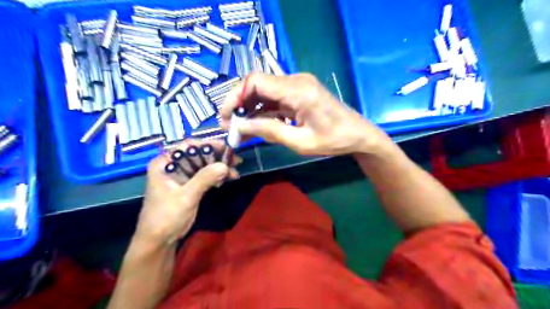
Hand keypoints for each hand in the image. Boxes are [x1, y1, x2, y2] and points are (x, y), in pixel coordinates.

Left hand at [135, 139, 238, 242]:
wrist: (159, 240)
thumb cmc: (166, 216)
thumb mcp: (186, 196)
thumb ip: (204, 178)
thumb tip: (225, 165)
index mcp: (165, 163)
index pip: (188, 146)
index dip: (208, 145)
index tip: (226, 148)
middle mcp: (173, 165)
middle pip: (198, 155)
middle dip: (217, 157)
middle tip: (235, 160)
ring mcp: (181, 176)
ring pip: (204, 165)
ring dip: (219, 167)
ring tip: (234, 172)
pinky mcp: (189, 185)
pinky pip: (205, 175)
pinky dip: (216, 176)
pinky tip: (228, 178)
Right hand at [217, 73, 392, 155]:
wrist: (358, 135)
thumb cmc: (334, 140)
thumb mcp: (300, 141)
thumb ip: (269, 131)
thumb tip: (239, 127)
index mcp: (297, 90)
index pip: (255, 82)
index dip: (235, 96)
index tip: (225, 116)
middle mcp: (296, 81)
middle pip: (257, 85)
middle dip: (239, 104)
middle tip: (230, 125)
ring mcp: (298, 85)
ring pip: (264, 92)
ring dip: (250, 109)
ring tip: (240, 129)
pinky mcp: (299, 93)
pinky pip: (275, 98)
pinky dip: (263, 111)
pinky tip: (256, 125)